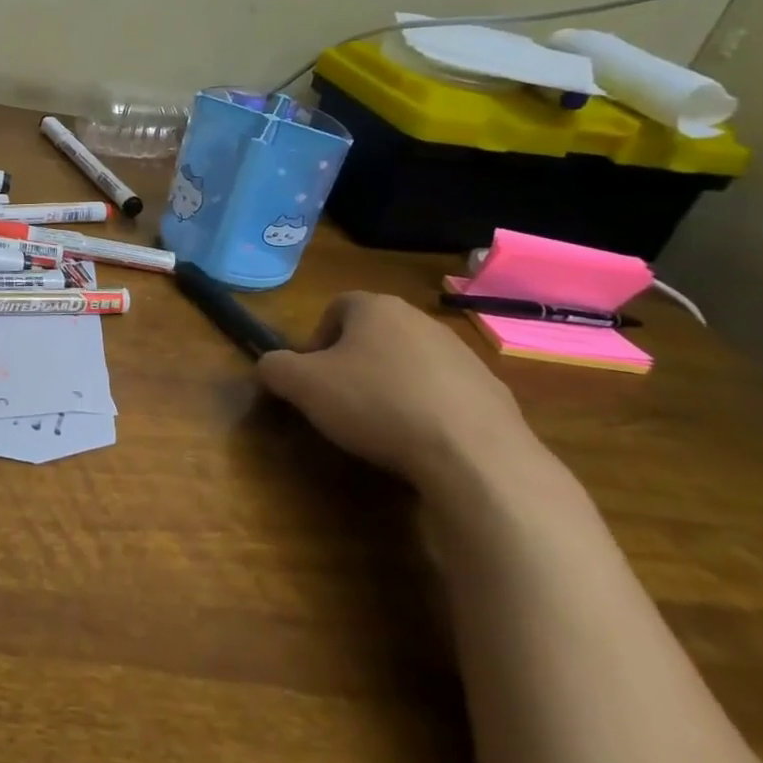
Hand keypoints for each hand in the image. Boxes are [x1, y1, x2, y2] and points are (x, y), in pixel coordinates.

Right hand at [257, 292, 535, 490]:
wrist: (473, 454)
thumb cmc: (376, 404)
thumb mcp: (302, 386)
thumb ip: (274, 368)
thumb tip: (269, 366)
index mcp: (375, 307)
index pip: (335, 308)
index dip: (316, 341)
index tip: (312, 378)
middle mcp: (421, 319)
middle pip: (374, 334)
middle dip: (353, 363)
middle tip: (340, 401)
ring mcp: (463, 354)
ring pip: (411, 362)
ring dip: (392, 385)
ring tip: (382, 426)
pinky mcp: (492, 391)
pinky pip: (445, 393)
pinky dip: (428, 410)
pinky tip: (422, 442)